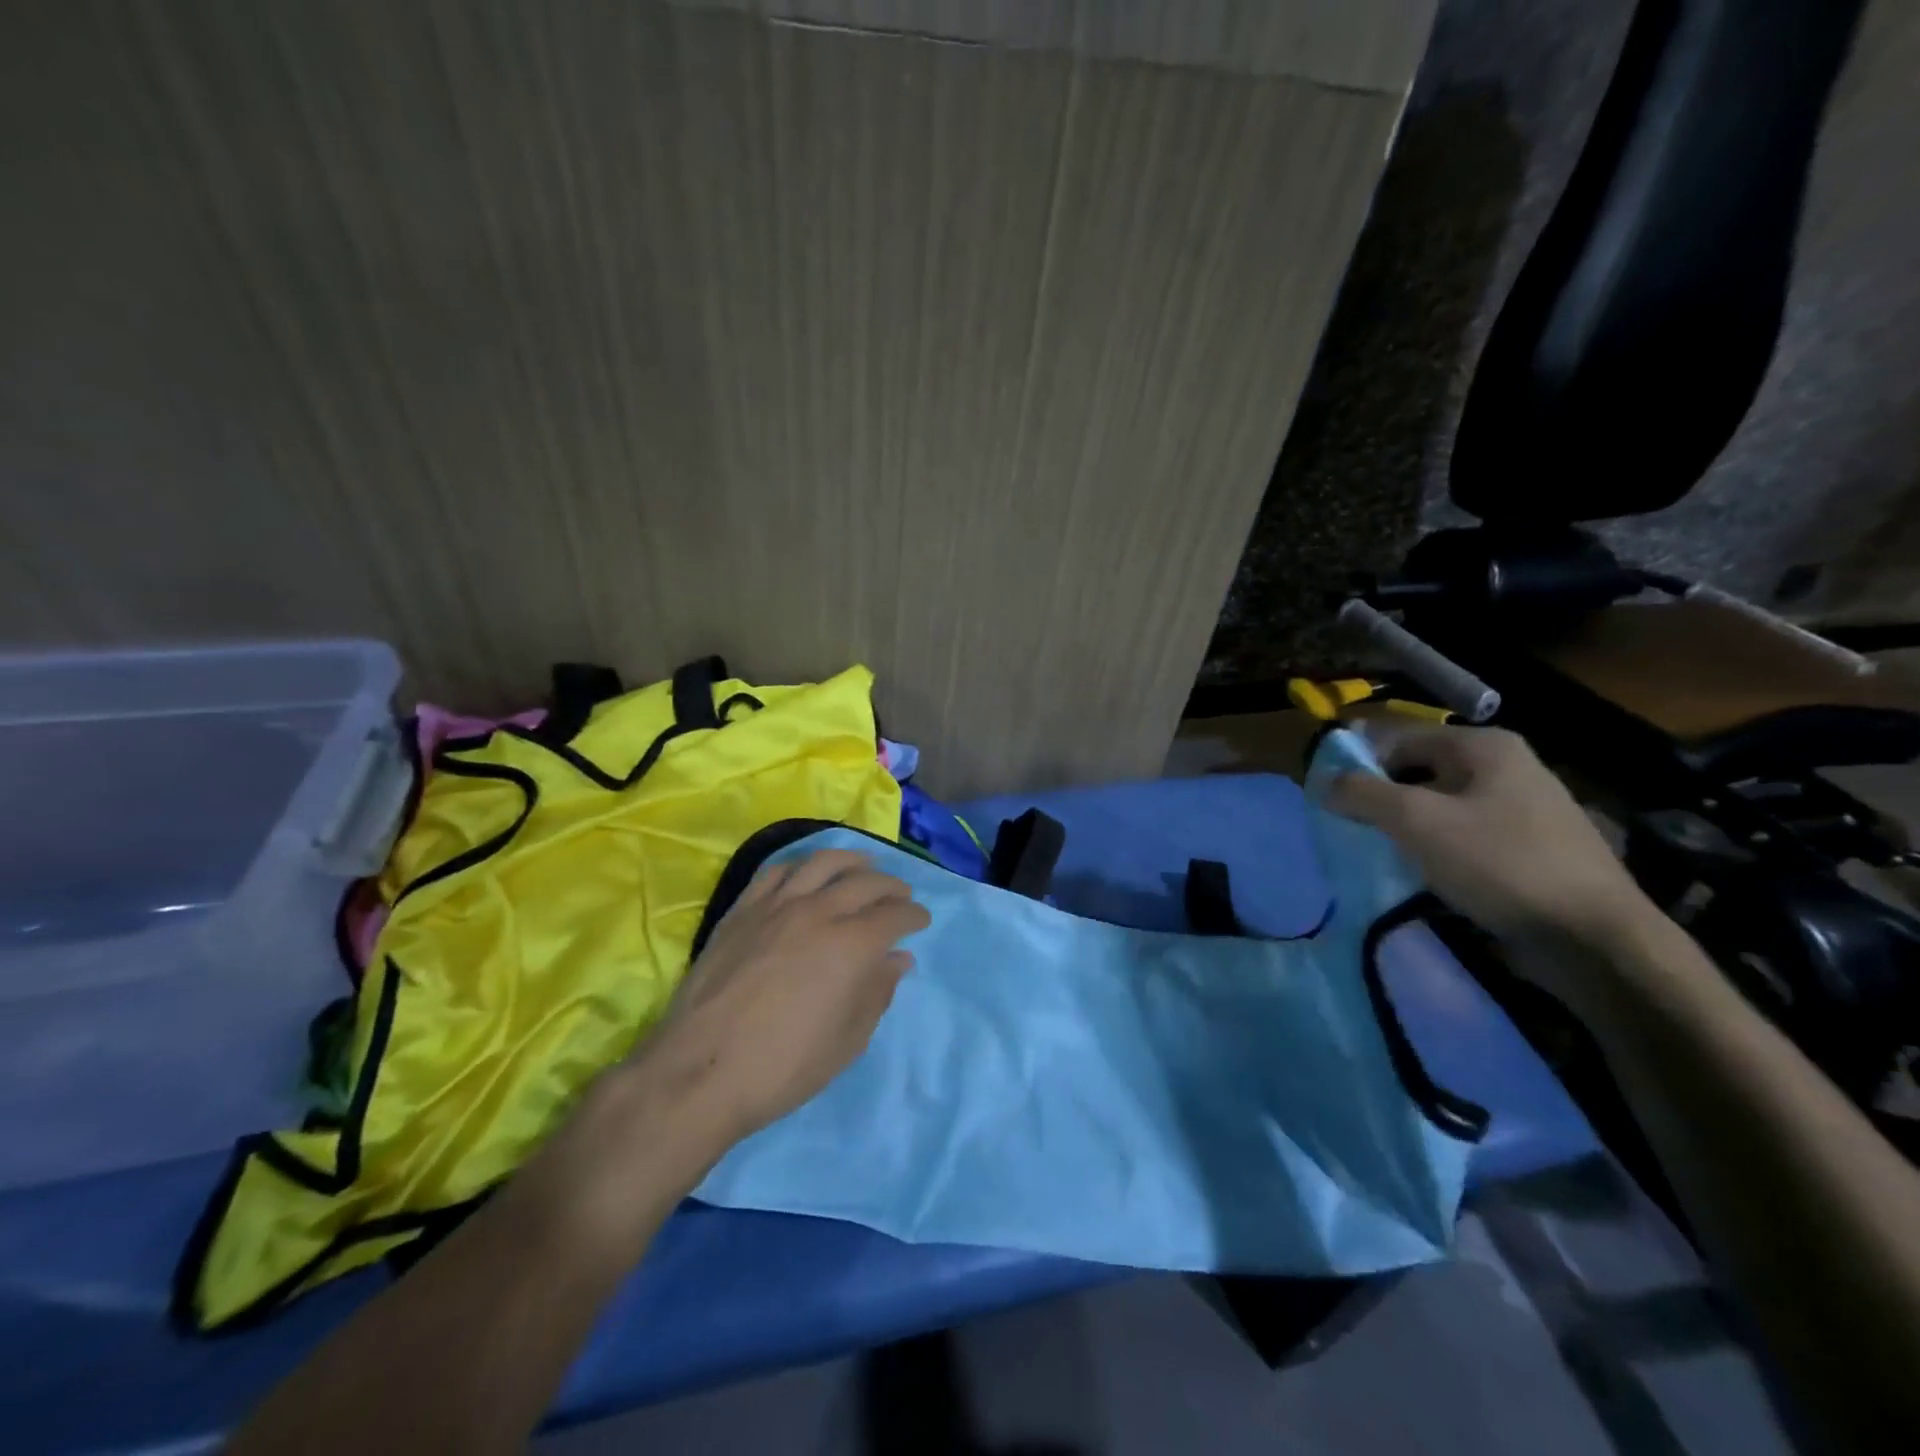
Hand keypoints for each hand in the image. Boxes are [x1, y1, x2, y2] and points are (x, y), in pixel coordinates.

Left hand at [626, 848, 930, 1152]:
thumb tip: (897, 959)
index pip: (894, 916)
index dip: (913, 915)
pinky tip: (806, 874)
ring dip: (851, 861)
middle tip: (900, 895)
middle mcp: (818, 913)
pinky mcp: (742, 910)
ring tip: (863, 865)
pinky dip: (800, 867)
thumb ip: (877, 993)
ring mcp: (776, 906)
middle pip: (864, 883)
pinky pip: (776, 872)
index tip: (920, 920)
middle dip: (891, 886)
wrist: (700, 1070)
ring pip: (821, 864)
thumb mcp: (848, 1042)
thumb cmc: (784, 1066)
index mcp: (852, 945)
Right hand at [1325, 724, 1656, 956]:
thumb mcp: (1417, 822)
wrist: (1594, 940)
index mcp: (1484, 747)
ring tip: (1377, 851)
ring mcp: (1524, 808)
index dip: (1357, 762)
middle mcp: (1507, 766)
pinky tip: (1419, 872)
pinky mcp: (1530, 848)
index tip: (1327, 795)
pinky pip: (1463, 835)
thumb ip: (1362, 794)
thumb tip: (1322, 781)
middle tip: (1347, 825)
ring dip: (1405, 825)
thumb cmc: (1500, 864)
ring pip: (1440, 805)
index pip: (1398, 738)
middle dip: (1380, 796)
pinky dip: (1434, 847)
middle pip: (1419, 770)